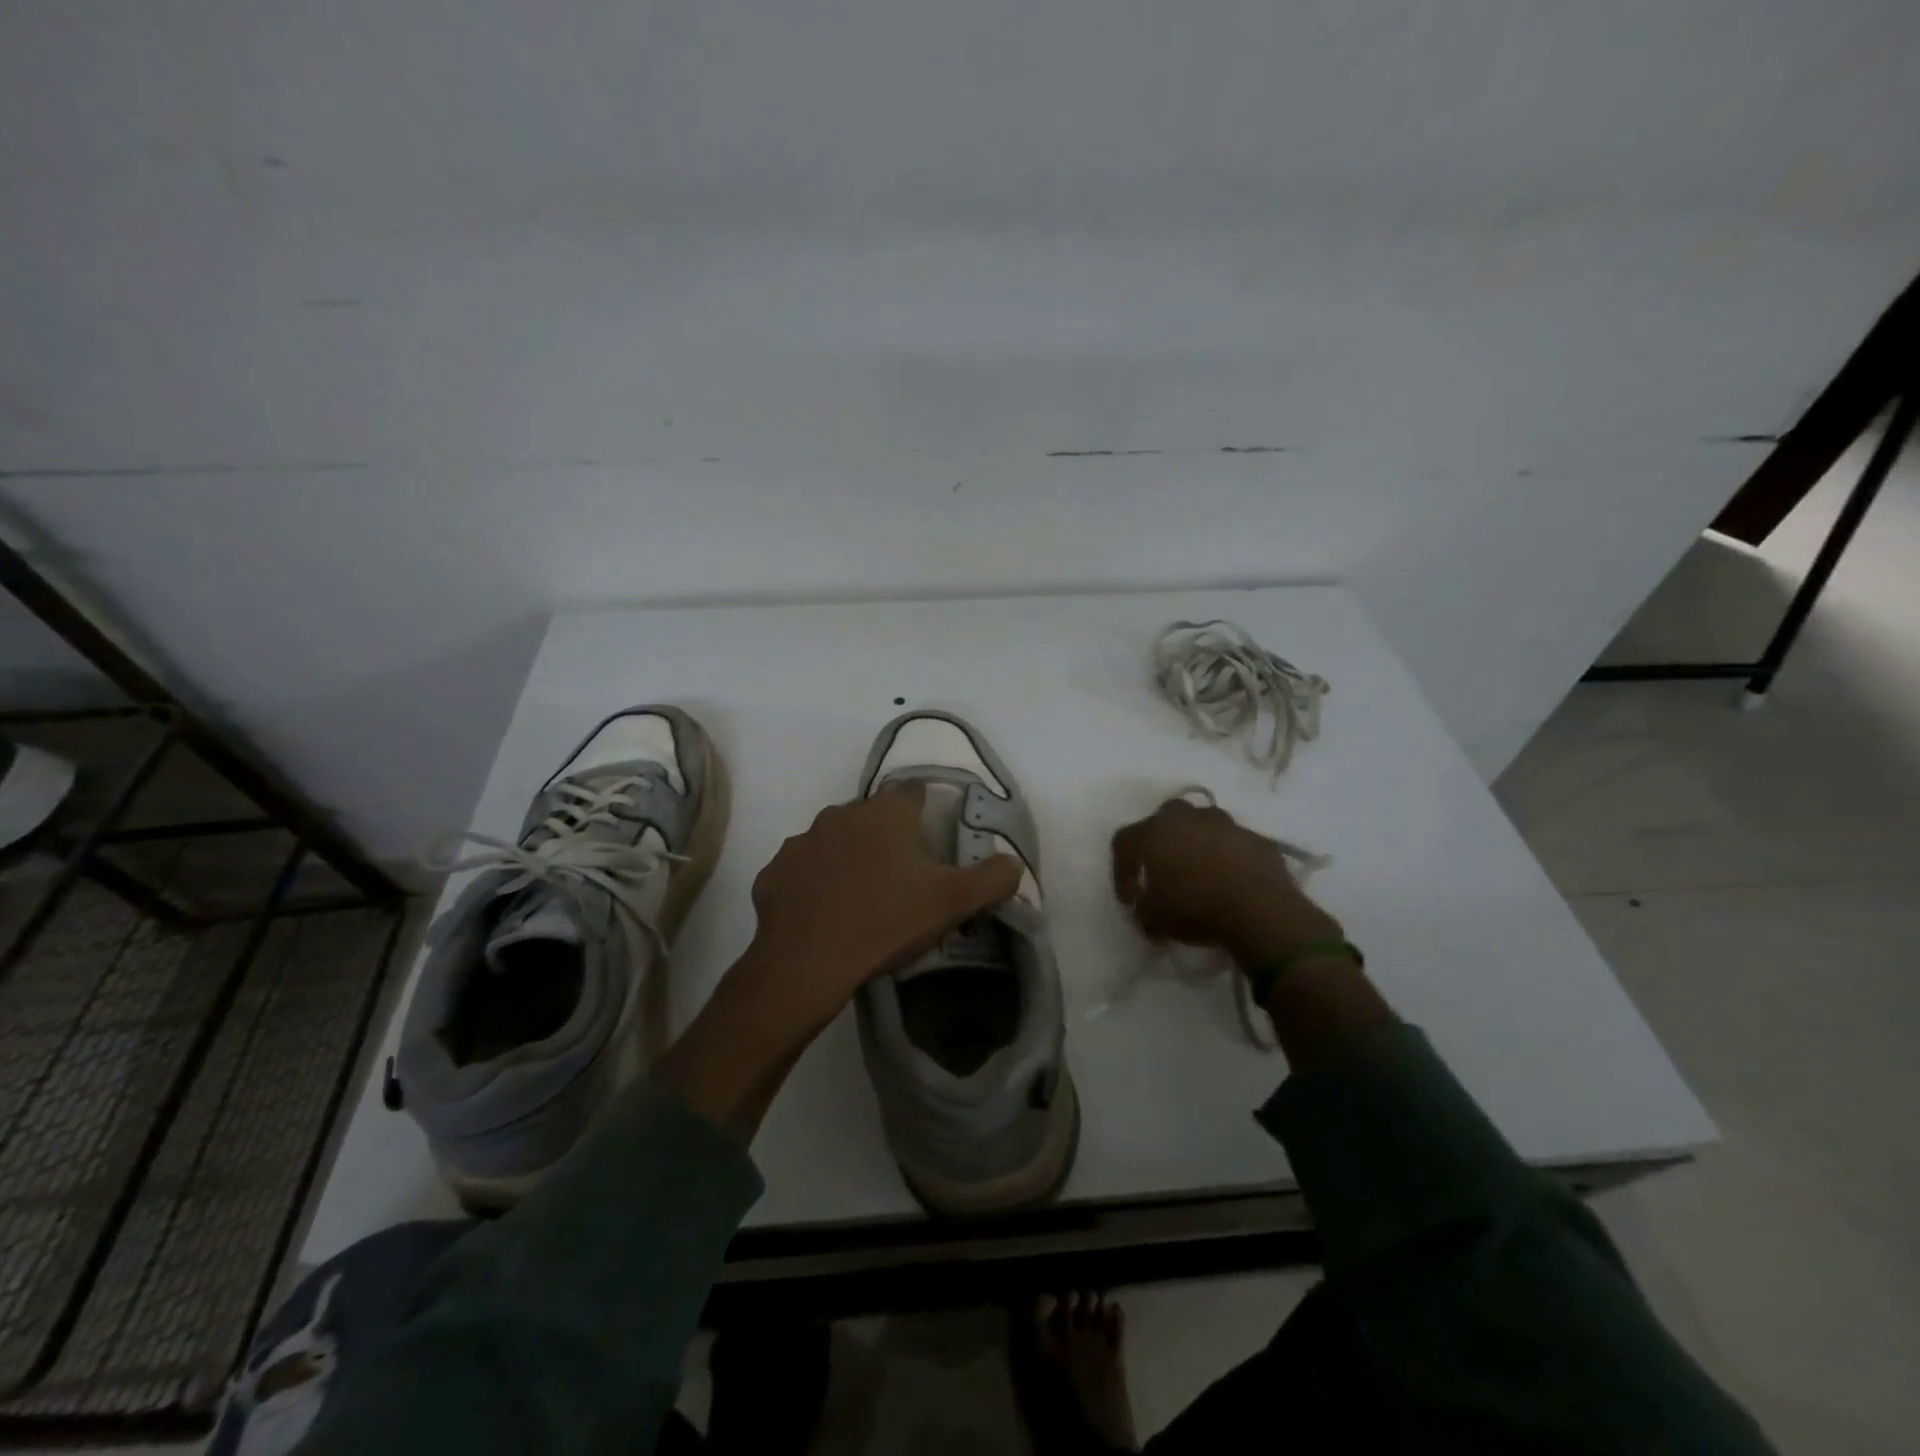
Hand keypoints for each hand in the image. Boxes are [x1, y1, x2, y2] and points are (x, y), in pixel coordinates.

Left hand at [740, 782, 1021, 1036]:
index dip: (927, 810)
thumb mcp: (954, 902)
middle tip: (902, 877)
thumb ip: (993, 878)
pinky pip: (802, 871)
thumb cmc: (887, 921)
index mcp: (887, 813)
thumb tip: (1013, 864)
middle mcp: (841, 814)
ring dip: (848, 858)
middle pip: (872, 816)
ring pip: (834, 841)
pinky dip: (814, 884)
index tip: (933, 838)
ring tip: (861, 898)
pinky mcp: (774, 872)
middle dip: (887, 837)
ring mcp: (802, 841)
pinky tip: (824, 914)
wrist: (807, 963)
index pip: (913, 791)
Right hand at [1110, 798, 1342, 968]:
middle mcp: (1188, 818)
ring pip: (1204, 824)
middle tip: (1163, 869)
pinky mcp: (1257, 839)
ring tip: (1201, 872)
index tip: (1130, 898)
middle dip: (1161, 840)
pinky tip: (1232, 881)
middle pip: (1165, 817)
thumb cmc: (1194, 909)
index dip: (1121, 869)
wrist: (1259, 910)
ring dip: (1198, 843)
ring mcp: (1226, 825)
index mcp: (1155, 832)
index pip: (1124, 842)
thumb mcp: (1153, 920)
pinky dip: (1229, 857)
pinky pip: (1235, 843)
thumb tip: (1144, 908)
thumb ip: (1142, 909)